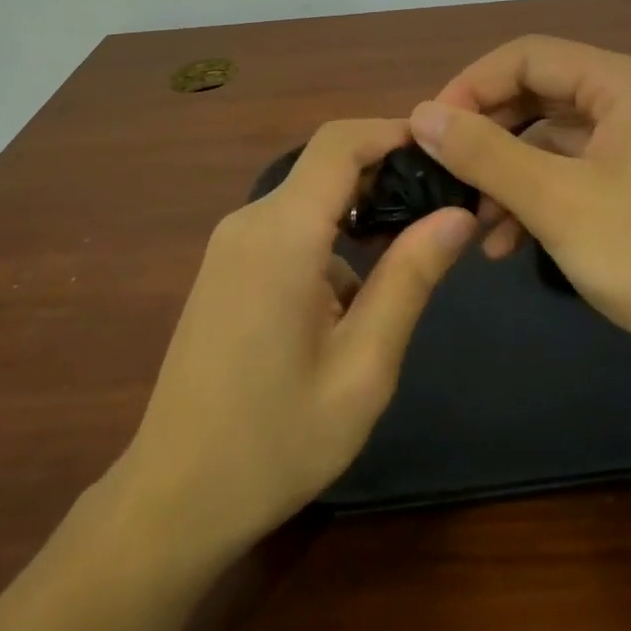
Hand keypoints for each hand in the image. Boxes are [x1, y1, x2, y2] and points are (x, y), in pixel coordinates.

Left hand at [117, 119, 475, 559]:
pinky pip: (289, 228)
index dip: (393, 130)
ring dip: (361, 213)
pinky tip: (354, 299)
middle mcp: (250, 222)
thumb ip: (410, 279)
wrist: (172, 499)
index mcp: (282, 235)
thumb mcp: (363, 367)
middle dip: (387, 174)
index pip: (340, 143)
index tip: (446, 149)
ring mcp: (231, 244)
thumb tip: (458, 213)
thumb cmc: (275, 442)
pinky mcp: (226, 268)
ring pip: (310, 198)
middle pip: (326, 166)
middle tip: (445, 206)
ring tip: (411, 256)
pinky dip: (331, 239)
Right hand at [410, 36, 630, 362]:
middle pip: (536, 95)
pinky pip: (574, 170)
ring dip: (507, 175)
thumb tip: (422, 114)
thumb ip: (484, 153)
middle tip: (444, 175)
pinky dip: (537, 196)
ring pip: (551, 138)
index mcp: (621, 82)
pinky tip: (508, 243)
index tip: (430, 131)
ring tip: (473, 223)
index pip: (525, 57)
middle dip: (486, 136)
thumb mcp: (556, 201)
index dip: (470, 87)